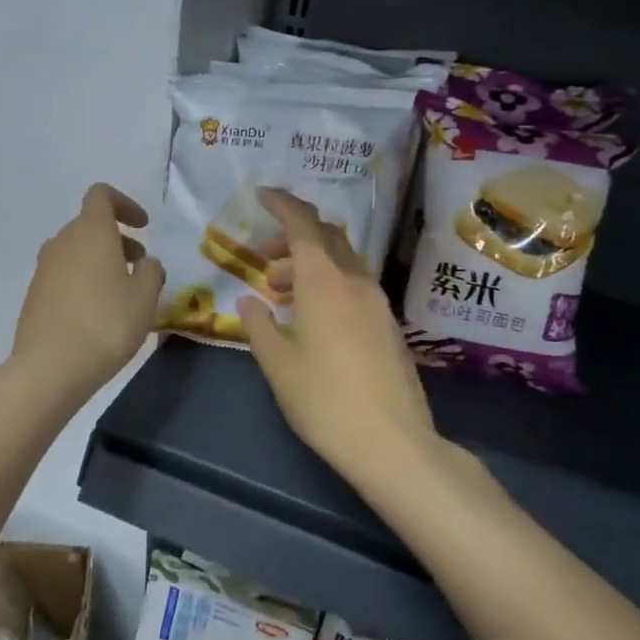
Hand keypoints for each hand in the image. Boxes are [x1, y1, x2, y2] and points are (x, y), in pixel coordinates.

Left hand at [11, 184, 164, 401]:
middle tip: (139, 269)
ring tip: (121, 295)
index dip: (125, 205)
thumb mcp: (144, 298)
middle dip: (117, 240)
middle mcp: (62, 242)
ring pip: (76, 252)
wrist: (51, 366)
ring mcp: (43, 269)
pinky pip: (63, 276)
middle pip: (90, 226)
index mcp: (90, 231)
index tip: (144, 227)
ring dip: (99, 263)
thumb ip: (151, 272)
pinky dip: (82, 282)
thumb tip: (145, 263)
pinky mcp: (34, 295)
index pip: (101, 195)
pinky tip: (96, 315)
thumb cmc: (107, 324)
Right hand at [239, 188, 437, 491]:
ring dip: (310, 264)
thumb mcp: (278, 363)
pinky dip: (329, 284)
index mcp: (324, 283)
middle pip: (328, 238)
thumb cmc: (324, 400)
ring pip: (343, 262)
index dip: (282, 205)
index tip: (262, 196)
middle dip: (294, 237)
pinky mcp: (389, 326)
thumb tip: (248, 301)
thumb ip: (259, 325)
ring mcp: (378, 303)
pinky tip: (311, 318)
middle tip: (264, 258)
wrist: (391, 443)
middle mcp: (356, 282)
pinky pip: (355, 286)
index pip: (304, 225)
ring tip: (280, 293)